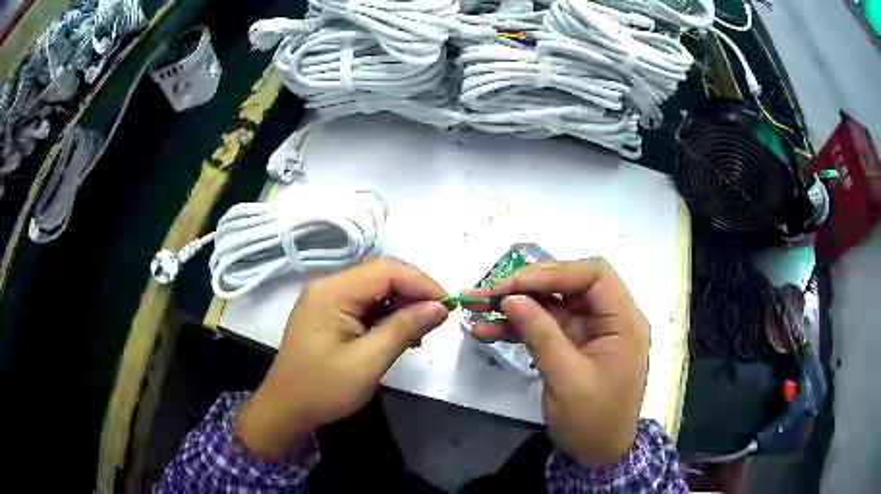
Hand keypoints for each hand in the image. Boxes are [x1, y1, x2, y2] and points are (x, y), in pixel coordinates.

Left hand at [236, 257, 449, 457]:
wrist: (285, 409)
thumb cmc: (323, 389)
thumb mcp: (367, 363)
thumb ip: (404, 330)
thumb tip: (439, 308)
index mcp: (332, 292)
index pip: (386, 270)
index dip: (422, 283)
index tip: (448, 306)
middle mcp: (327, 286)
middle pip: (380, 275)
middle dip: (413, 293)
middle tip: (438, 319)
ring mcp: (325, 299)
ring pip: (374, 289)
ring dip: (401, 305)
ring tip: (421, 331)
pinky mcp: (327, 314)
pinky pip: (363, 304)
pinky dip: (386, 315)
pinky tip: (399, 334)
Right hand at [462, 259, 648, 465]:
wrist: (598, 454)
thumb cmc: (593, 420)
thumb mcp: (567, 379)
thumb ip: (541, 334)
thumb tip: (510, 298)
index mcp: (623, 321)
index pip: (593, 275)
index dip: (552, 272)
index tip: (512, 284)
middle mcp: (609, 318)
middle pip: (568, 284)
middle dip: (526, 286)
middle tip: (487, 292)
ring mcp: (589, 331)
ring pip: (551, 304)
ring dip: (515, 305)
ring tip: (475, 306)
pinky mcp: (572, 345)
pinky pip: (544, 326)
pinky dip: (517, 327)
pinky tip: (487, 330)